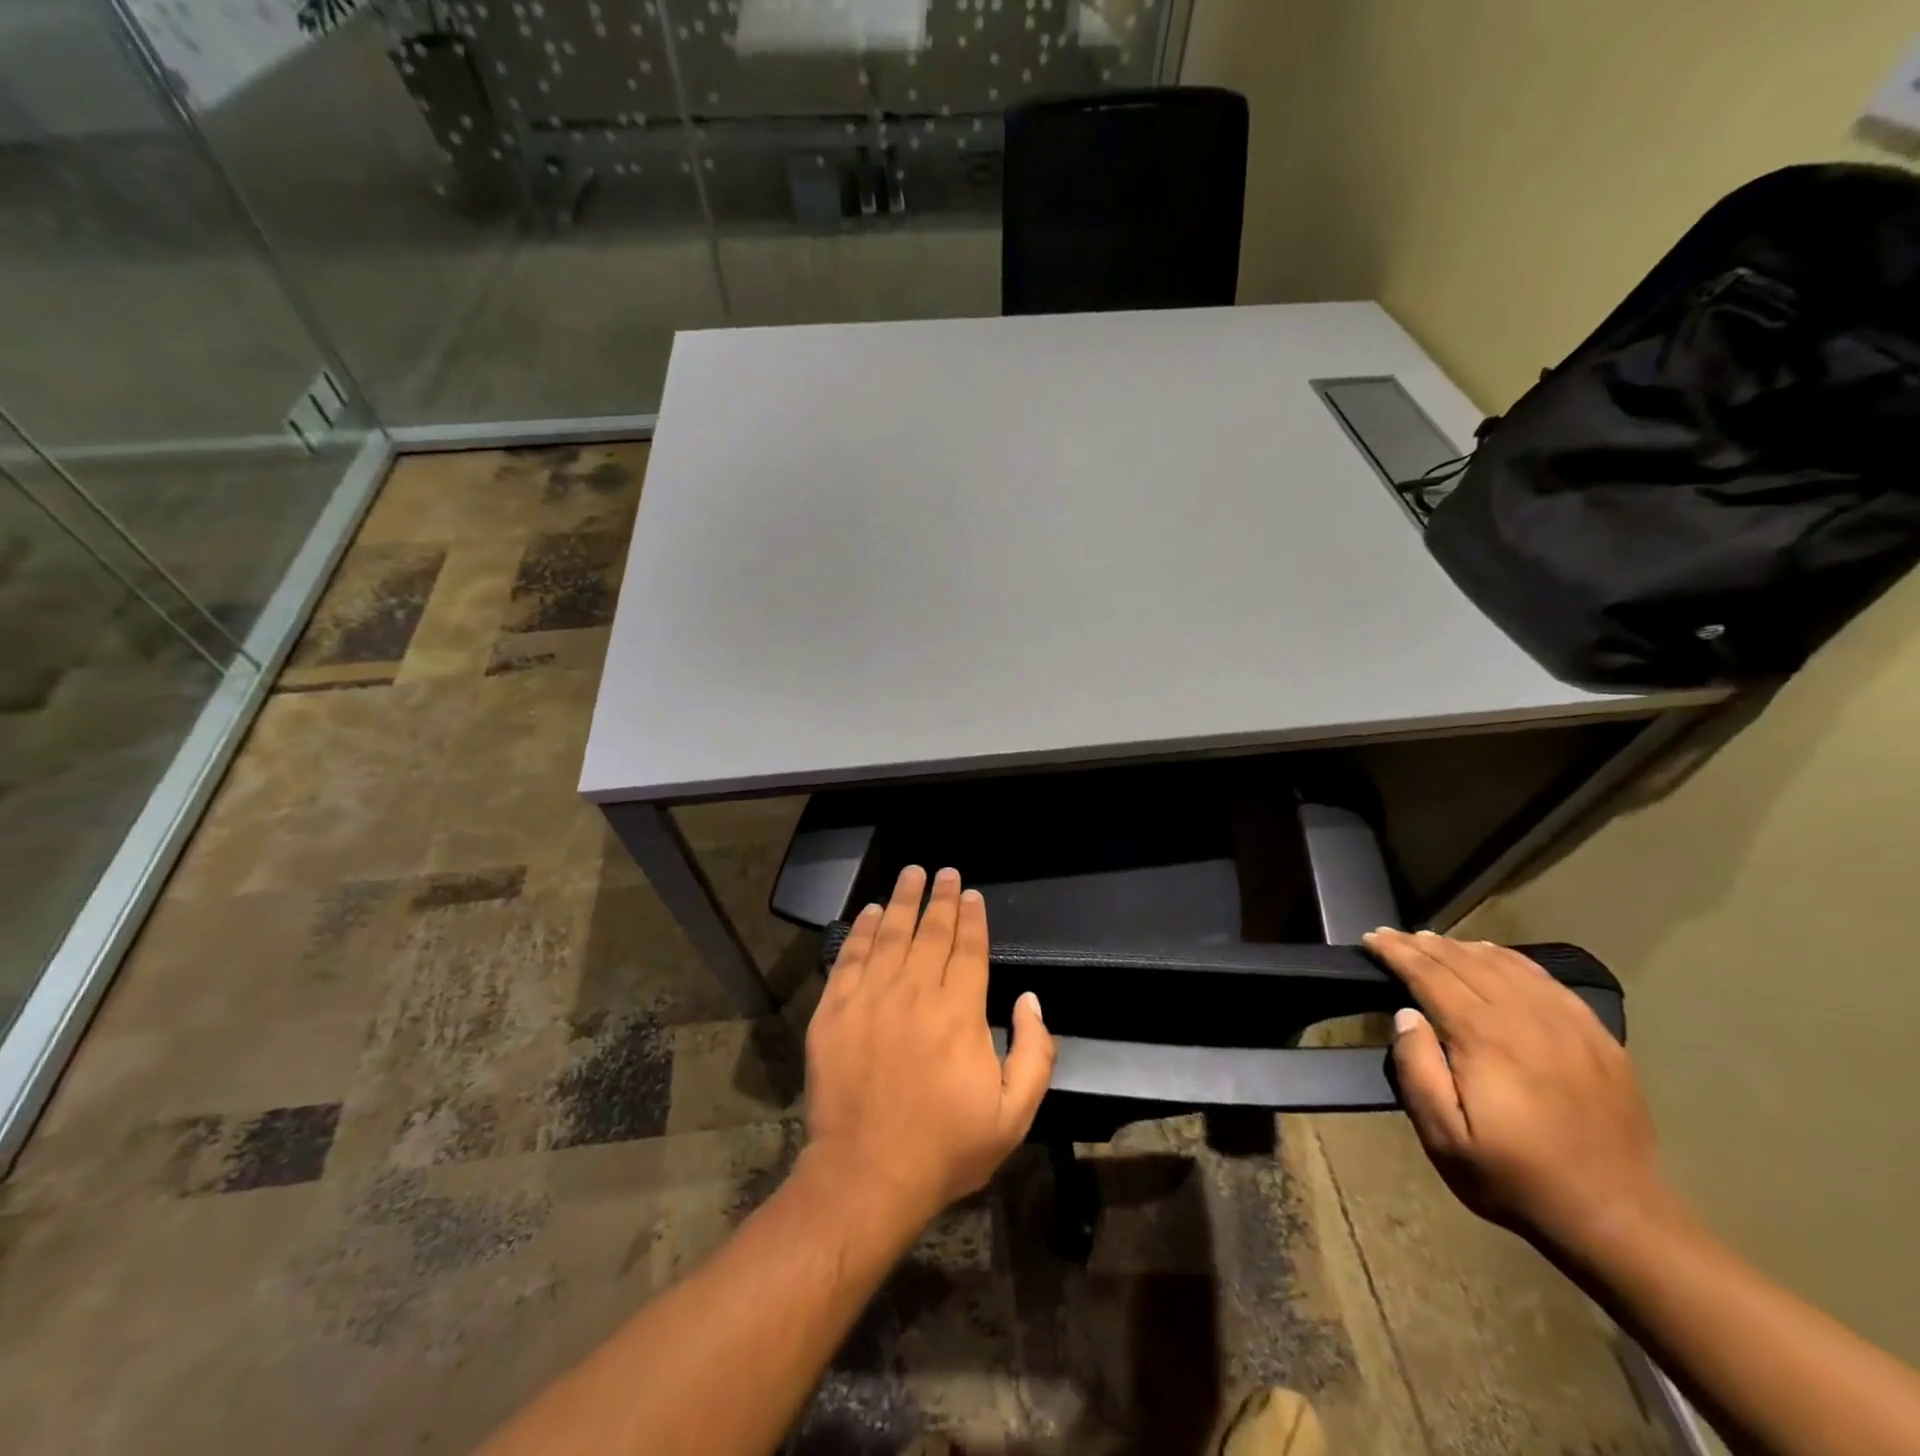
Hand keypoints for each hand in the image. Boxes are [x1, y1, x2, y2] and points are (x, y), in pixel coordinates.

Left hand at [802, 866, 1056, 1230]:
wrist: (867, 1175)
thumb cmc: (946, 1147)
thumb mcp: (1014, 1114)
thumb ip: (1035, 1052)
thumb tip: (1030, 999)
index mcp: (960, 1013)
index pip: (969, 949)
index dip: (971, 917)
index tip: (971, 893)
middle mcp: (915, 993)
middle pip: (931, 933)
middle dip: (940, 898)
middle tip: (944, 872)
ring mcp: (870, 999)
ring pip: (890, 935)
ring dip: (903, 900)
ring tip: (911, 874)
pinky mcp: (834, 1012)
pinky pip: (850, 958)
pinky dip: (861, 930)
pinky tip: (870, 912)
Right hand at [1363, 929, 1678, 1260]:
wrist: (1619, 1218)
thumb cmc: (1516, 1178)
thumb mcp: (1445, 1138)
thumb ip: (1417, 1070)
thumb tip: (1406, 1015)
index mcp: (1484, 1037)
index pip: (1429, 975)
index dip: (1396, 952)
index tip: (1371, 938)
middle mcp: (1525, 1016)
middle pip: (1464, 961)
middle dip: (1422, 943)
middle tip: (1392, 934)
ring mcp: (1567, 1023)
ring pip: (1505, 964)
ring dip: (1462, 947)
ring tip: (1433, 940)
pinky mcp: (1597, 1036)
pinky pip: (1545, 980)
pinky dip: (1510, 959)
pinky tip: (1494, 956)